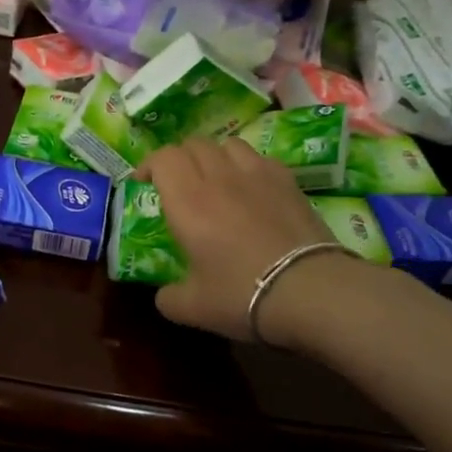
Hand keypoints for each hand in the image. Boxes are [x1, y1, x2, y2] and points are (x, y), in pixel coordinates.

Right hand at [136, 137, 359, 343]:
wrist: (309, 290)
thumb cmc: (239, 295)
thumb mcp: (190, 308)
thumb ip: (167, 296)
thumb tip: (165, 294)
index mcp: (187, 201)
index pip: (163, 158)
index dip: (149, 165)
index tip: (142, 183)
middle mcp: (220, 177)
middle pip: (194, 144)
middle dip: (178, 159)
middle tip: (174, 183)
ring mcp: (258, 174)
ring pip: (228, 144)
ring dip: (213, 156)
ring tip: (212, 180)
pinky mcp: (289, 181)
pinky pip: (259, 158)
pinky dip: (245, 166)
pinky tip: (249, 189)